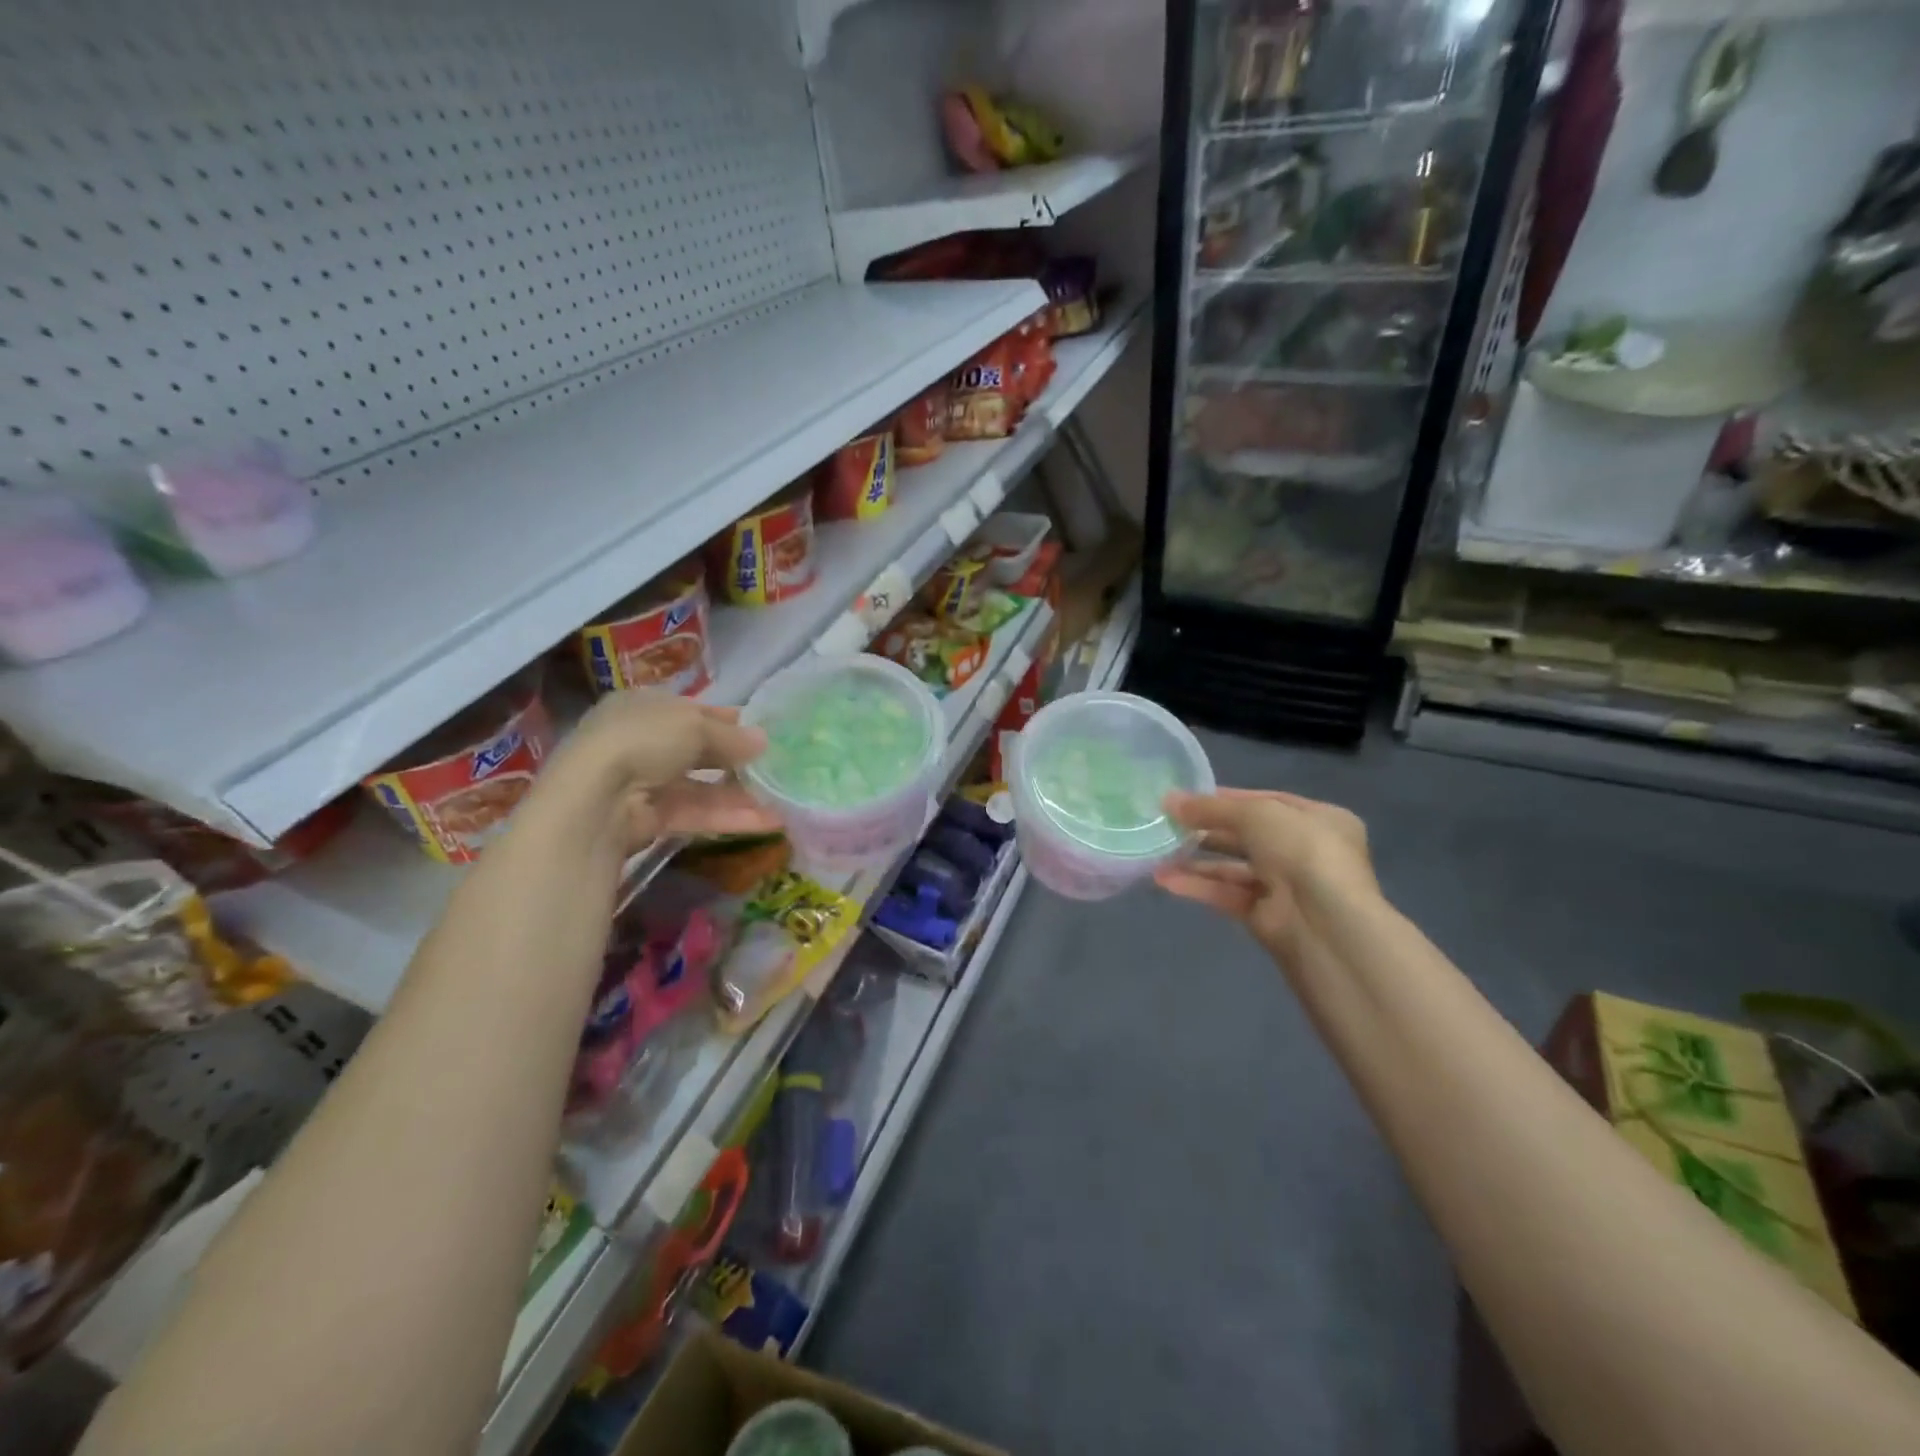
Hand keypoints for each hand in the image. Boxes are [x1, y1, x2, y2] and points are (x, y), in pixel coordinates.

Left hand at [532, 691, 780, 854]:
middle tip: (776, 766)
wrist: (595, 799)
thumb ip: (731, 736)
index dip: (727, 720)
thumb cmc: (643, 740)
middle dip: (736, 760)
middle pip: (697, 751)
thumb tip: (763, 742)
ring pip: (700, 787)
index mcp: (641, 706)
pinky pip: (696, 814)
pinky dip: (730, 817)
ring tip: (781, 798)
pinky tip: (768, 821)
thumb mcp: (694, 725)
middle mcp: (639, 742)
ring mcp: (643, 783)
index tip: (762, 731)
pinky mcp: (649, 820)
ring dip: (740, 793)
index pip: (691, 711)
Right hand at [1154, 789, 1375, 956]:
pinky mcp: (1265, 916)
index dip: (1227, 798)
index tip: (1188, 798)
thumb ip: (1211, 808)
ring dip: (1196, 860)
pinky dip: (1198, 886)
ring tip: (1158, 852)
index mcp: (1320, 819)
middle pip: (1247, 835)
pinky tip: (1165, 879)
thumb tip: (1169, 800)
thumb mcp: (1256, 814)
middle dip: (1207, 830)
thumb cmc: (1301, 851)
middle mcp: (1306, 851)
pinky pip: (1226, 894)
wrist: (1323, 922)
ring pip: (1233, 868)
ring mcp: (1286, 886)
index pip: (1268, 802)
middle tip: (1168, 823)